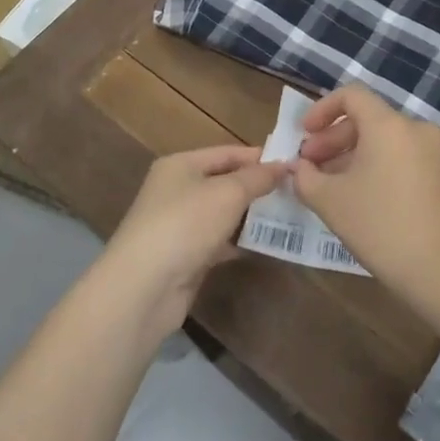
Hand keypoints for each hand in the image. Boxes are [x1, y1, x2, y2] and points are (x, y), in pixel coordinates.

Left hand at [105, 146, 285, 336]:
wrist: (143, 288)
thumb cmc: (185, 225)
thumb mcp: (228, 193)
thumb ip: (258, 178)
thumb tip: (284, 165)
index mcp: (181, 165)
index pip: (227, 152)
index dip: (259, 157)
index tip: (293, 164)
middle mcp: (177, 191)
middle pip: (225, 182)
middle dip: (258, 187)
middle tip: (296, 192)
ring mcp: (179, 225)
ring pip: (223, 214)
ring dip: (251, 216)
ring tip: (288, 216)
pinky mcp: (184, 256)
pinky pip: (219, 242)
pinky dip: (239, 242)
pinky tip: (265, 244)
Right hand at [289, 84, 439, 304]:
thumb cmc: (380, 226)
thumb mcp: (331, 201)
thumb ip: (306, 177)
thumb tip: (298, 168)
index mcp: (389, 125)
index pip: (351, 95)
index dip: (321, 109)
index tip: (303, 136)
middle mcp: (414, 129)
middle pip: (366, 119)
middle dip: (332, 139)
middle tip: (308, 167)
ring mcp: (432, 152)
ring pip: (382, 140)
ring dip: (351, 155)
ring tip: (326, 185)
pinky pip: (399, 157)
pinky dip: (374, 166)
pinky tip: (357, 197)